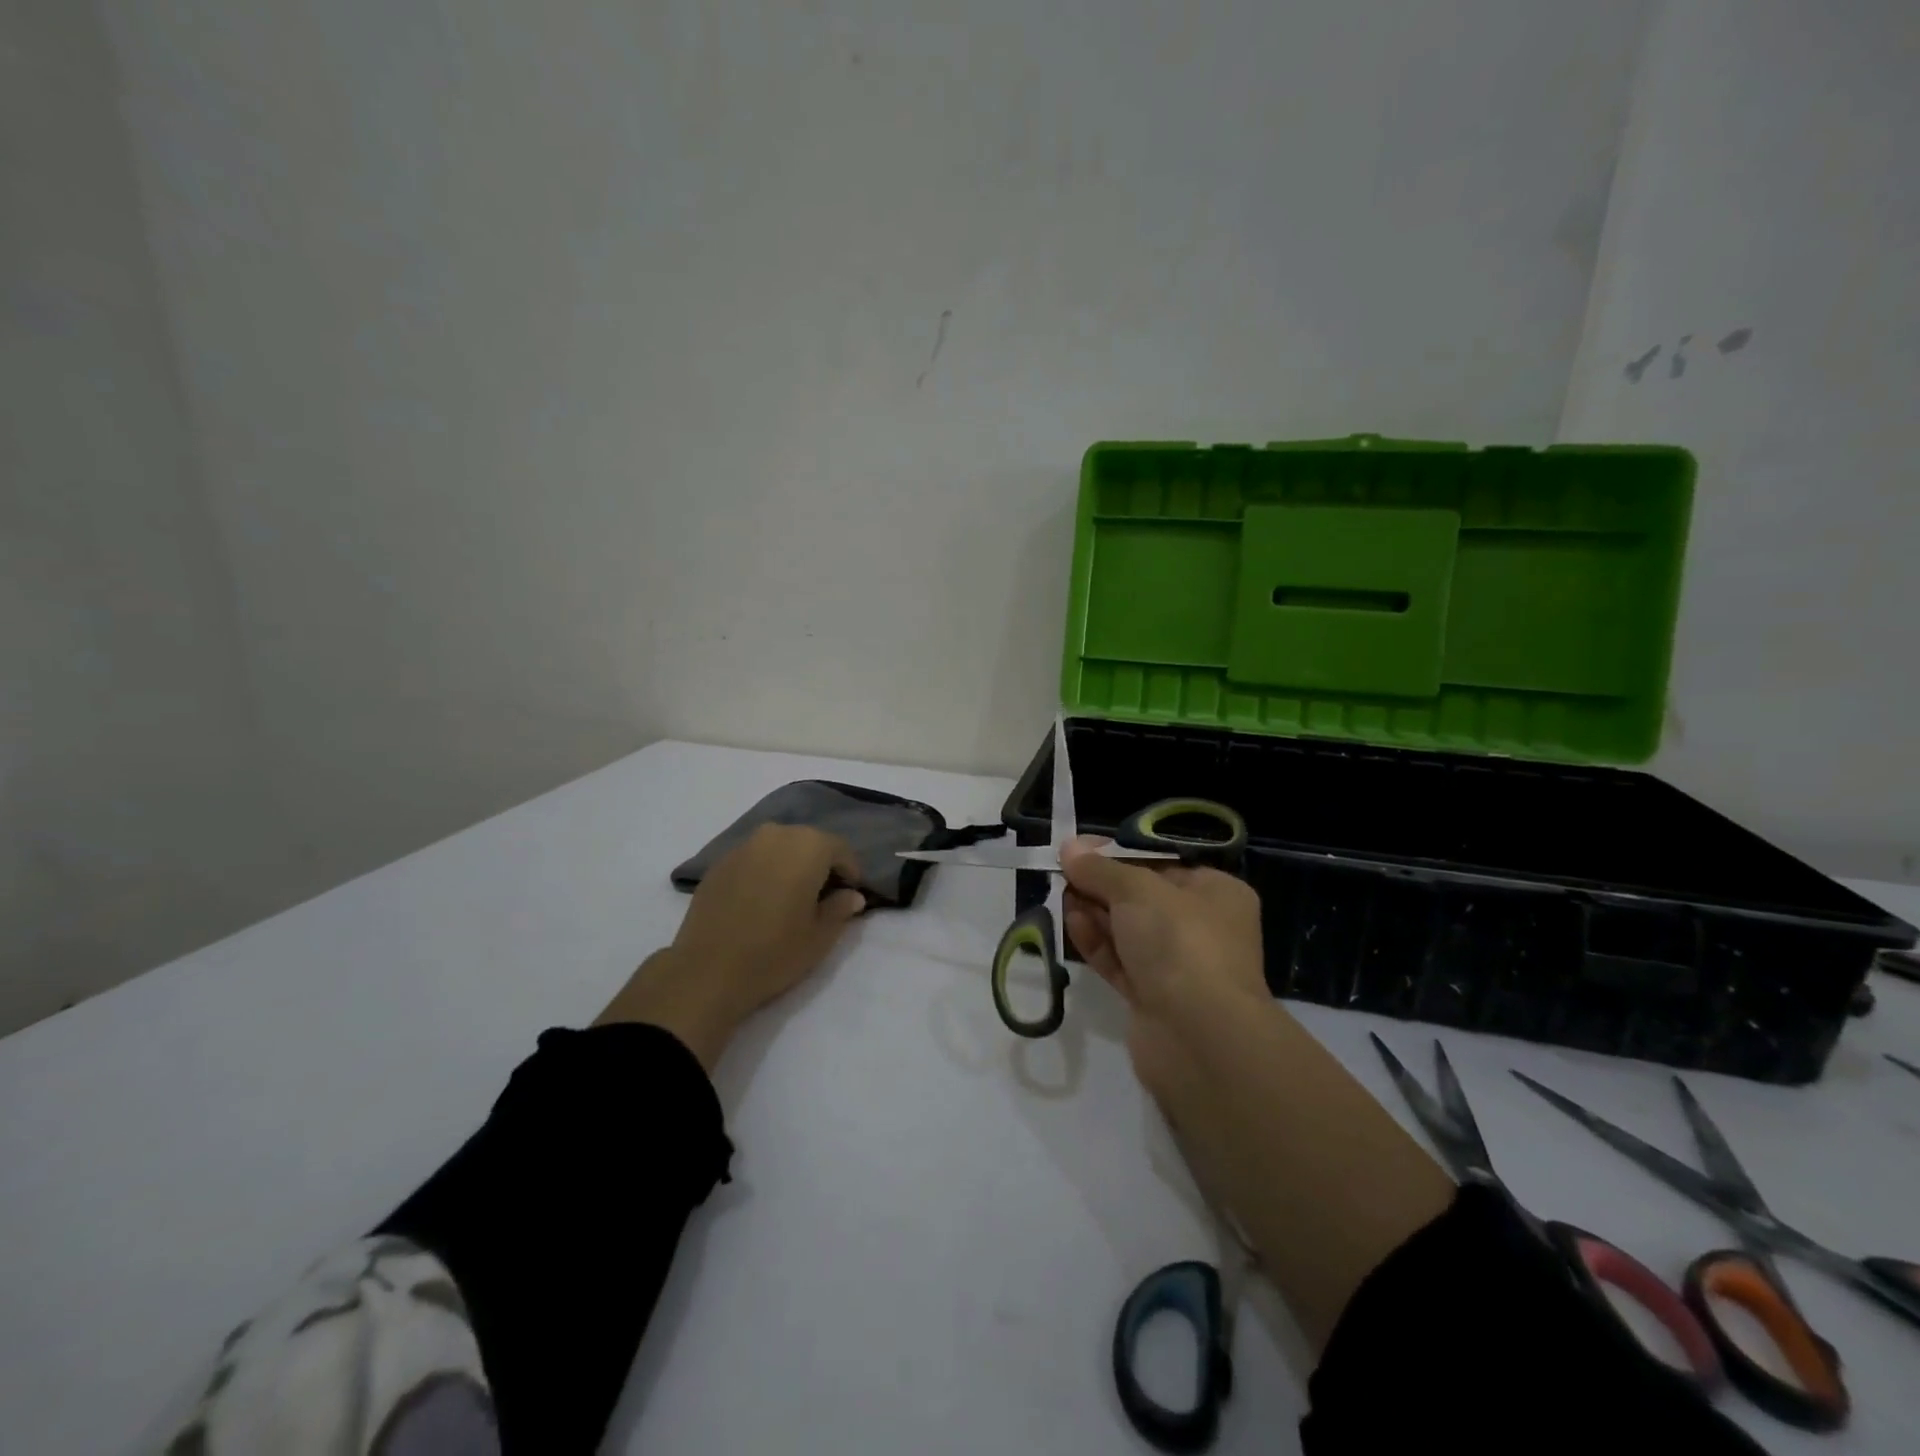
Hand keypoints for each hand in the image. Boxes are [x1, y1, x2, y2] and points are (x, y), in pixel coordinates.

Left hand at [597, 824, 865, 1068]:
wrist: (707, 971)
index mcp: (808, 846)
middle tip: (822, 896)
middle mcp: (776, 835)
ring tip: (790, 898)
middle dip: (819, 864)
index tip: (850, 895)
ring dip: (790, 865)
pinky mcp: (718, 863)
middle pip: (808, 842)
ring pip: (779, 847)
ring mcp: (743, 846)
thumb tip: (851, 895)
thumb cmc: (775, 952)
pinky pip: (753, 859)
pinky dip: (764, 872)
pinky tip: (760, 901)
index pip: (840, 849)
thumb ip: (841, 908)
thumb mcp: (820, 936)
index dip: (849, 872)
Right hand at [1059, 836, 1265, 1093]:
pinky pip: (1119, 962)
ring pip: (1127, 931)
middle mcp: (1201, 927)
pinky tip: (1071, 924)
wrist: (1199, 1037)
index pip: (1163, 864)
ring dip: (1094, 912)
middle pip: (1141, 897)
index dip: (1119, 854)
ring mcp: (1177, 966)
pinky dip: (1096, 943)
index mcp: (1215, 893)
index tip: (1080, 848)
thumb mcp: (1138, 890)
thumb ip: (1101, 869)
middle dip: (1101, 885)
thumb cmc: (1180, 942)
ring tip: (1060, 895)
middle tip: (1062, 872)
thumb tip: (1070, 847)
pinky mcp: (1152, 998)